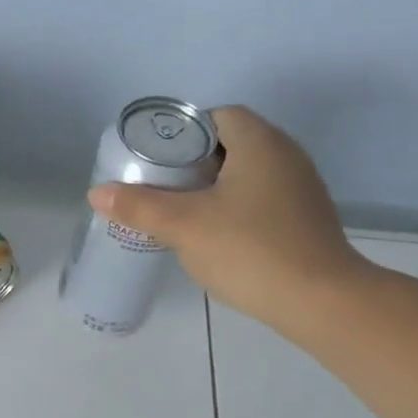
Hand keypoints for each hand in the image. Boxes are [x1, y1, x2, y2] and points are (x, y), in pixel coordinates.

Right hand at [88, 104, 371, 330]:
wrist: (320, 301)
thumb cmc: (250, 250)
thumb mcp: (184, 226)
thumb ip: (139, 206)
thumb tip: (97, 192)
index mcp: (260, 143)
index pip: (218, 116)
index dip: (184, 132)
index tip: (158, 160)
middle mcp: (286, 156)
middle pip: (231, 144)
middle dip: (193, 163)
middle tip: (161, 187)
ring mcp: (301, 189)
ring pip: (247, 174)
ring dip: (214, 188)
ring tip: (182, 213)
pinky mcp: (305, 220)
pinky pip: (262, 200)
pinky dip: (235, 209)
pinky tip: (216, 238)